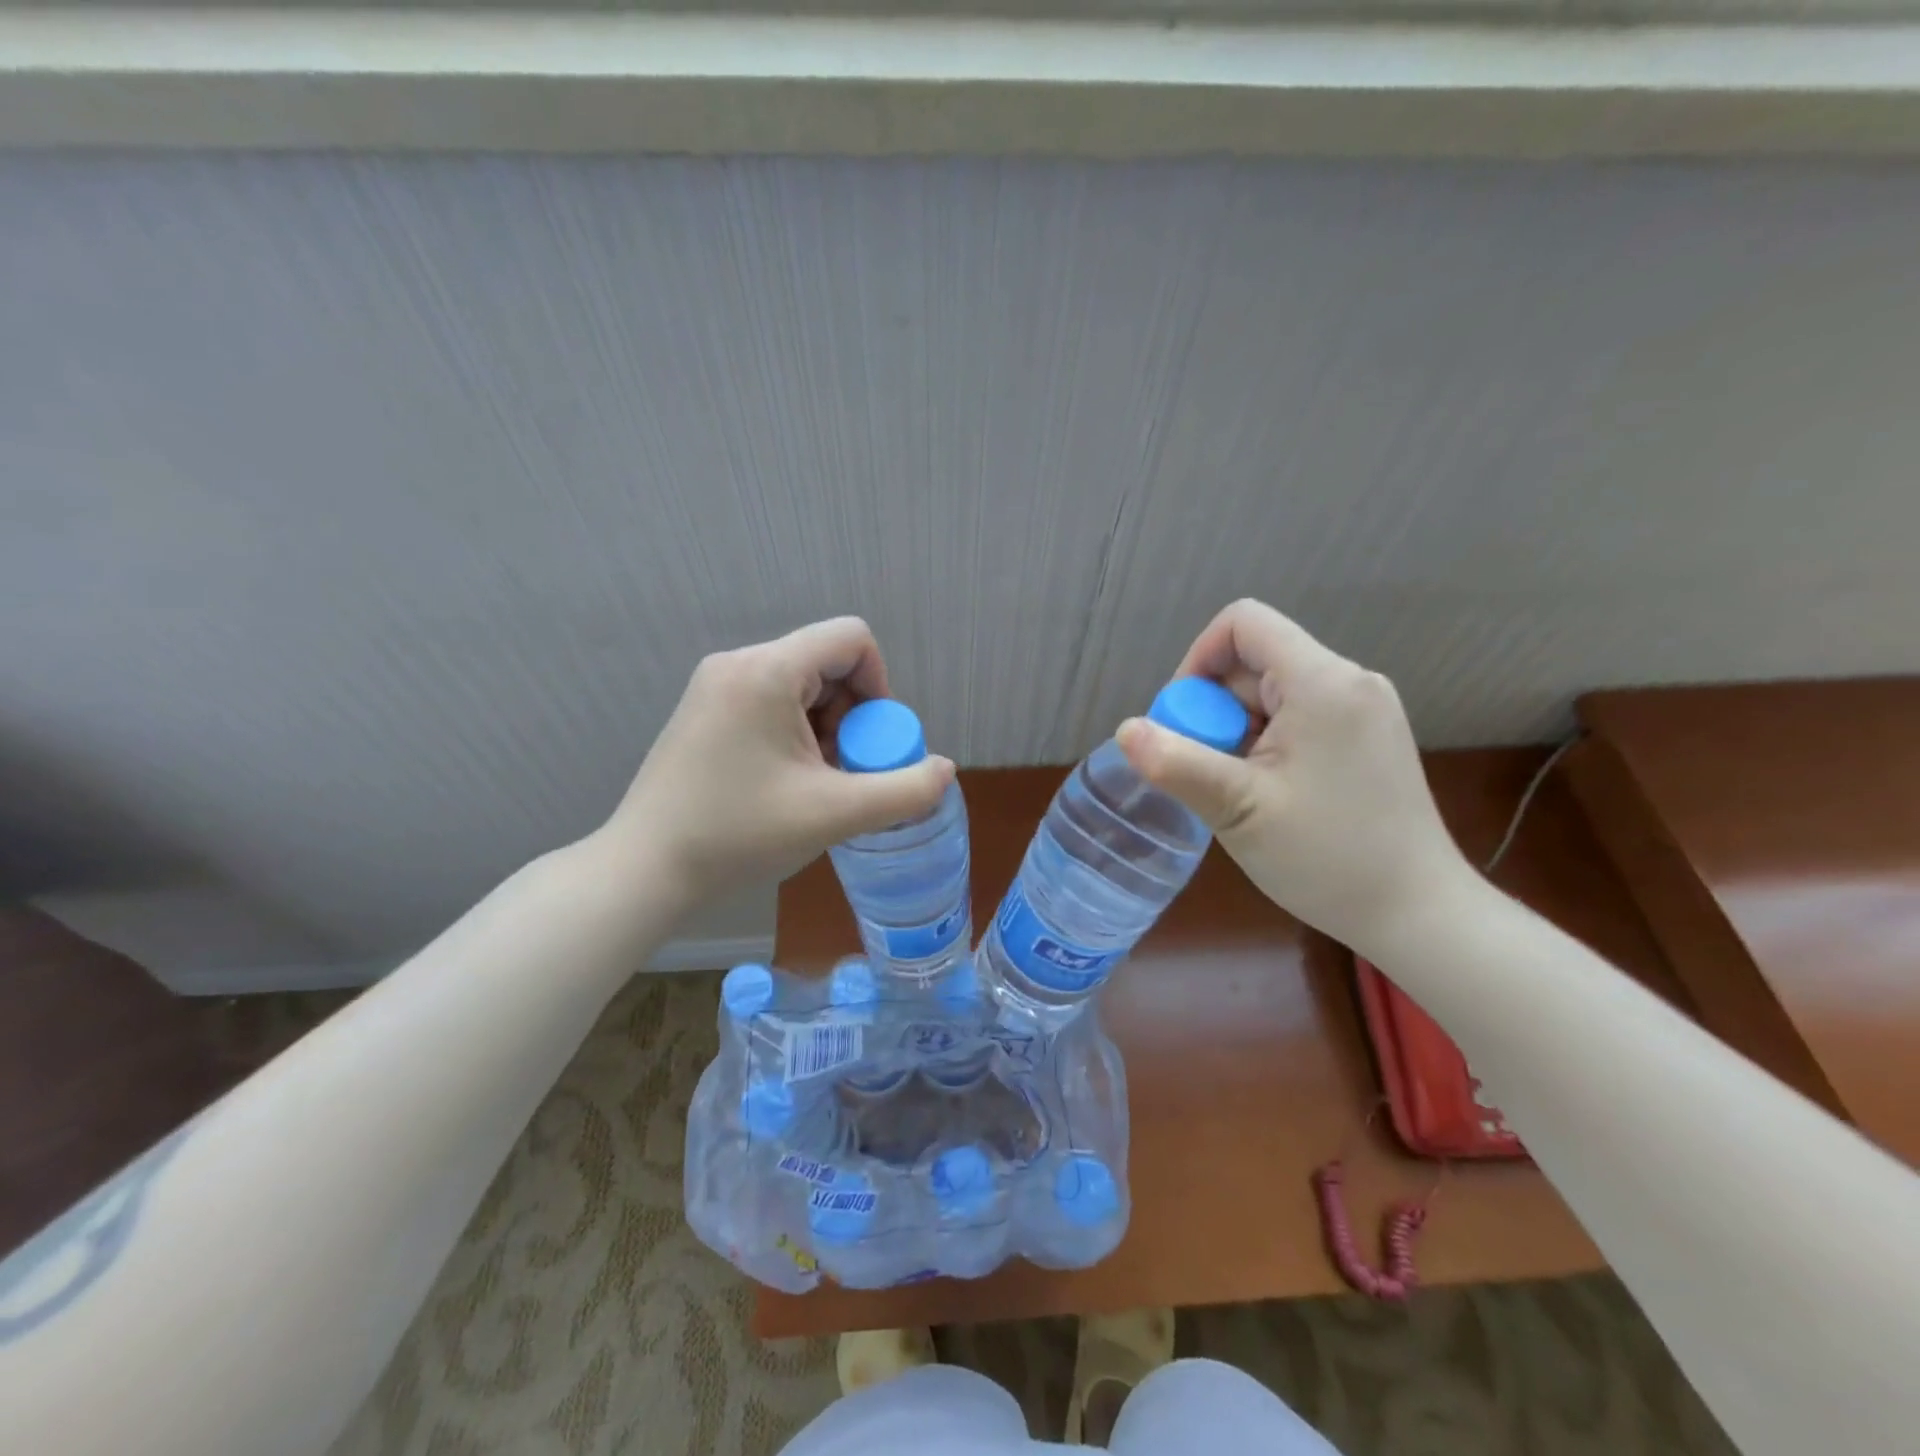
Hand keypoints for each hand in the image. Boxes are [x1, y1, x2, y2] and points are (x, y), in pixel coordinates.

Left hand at [602, 618, 954, 904]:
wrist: (645, 869)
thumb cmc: (739, 834)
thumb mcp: (835, 814)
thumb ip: (904, 790)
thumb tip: (945, 770)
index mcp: (768, 670)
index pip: (852, 639)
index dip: (880, 686)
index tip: (872, 743)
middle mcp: (739, 663)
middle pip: (827, 662)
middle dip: (852, 716)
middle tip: (845, 772)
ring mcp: (715, 685)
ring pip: (801, 684)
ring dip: (826, 728)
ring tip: (816, 783)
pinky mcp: (704, 710)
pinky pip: (771, 701)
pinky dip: (795, 733)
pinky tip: (786, 782)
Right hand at [1116, 599, 1472, 955]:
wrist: (1419, 913)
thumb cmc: (1328, 857)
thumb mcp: (1238, 810)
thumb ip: (1177, 763)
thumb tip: (1126, 730)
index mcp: (1322, 682)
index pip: (1243, 623)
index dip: (1197, 659)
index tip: (1184, 720)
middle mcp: (1349, 681)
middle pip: (1254, 662)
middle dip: (1215, 709)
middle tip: (1207, 772)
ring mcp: (1363, 710)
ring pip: (1273, 693)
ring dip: (1238, 731)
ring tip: (1238, 791)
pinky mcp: (1367, 737)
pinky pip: (1298, 717)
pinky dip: (1266, 744)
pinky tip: (1267, 793)